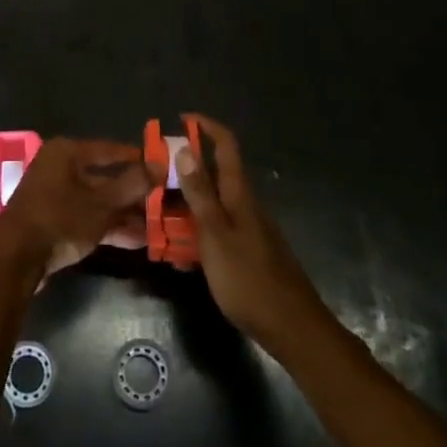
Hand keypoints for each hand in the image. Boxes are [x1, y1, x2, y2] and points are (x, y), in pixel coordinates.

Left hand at [0, 137, 150, 280]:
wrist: (15, 258)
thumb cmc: (60, 219)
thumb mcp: (102, 203)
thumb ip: (133, 184)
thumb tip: (160, 164)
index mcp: (67, 153)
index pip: (111, 149)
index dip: (138, 159)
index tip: (163, 168)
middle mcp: (60, 168)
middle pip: (105, 177)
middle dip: (134, 194)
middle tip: (164, 203)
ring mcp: (55, 196)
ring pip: (98, 201)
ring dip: (125, 214)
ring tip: (157, 228)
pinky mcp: (53, 221)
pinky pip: (87, 218)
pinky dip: (109, 227)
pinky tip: (136, 241)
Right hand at [175, 114, 330, 354]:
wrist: (292, 327)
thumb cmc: (249, 279)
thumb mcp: (215, 235)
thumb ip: (200, 194)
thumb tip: (185, 148)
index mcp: (239, 194)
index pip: (225, 145)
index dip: (206, 126)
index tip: (181, 119)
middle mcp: (245, 205)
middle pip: (214, 175)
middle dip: (185, 172)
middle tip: (154, 180)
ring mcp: (248, 229)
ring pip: (212, 206)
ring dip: (186, 208)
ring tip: (157, 223)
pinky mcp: (247, 252)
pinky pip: (216, 232)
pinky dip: (196, 236)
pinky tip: (181, 260)